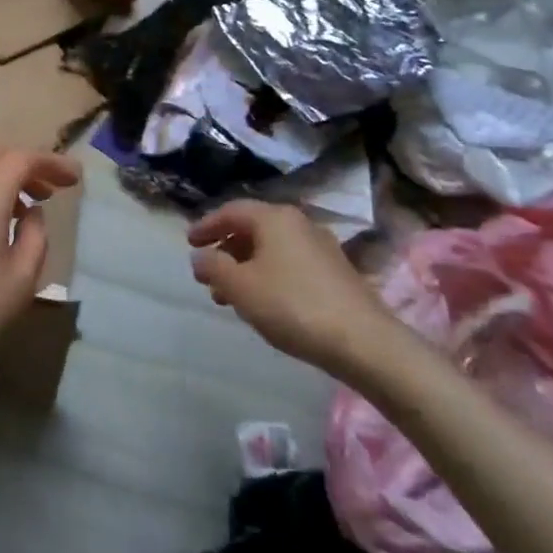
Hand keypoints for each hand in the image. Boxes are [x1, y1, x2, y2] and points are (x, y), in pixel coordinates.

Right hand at [187, 200, 402, 382]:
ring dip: (246, 266)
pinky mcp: (334, 271)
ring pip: (271, 249)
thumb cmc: (292, 305)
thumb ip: (213, 267)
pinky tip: (263, 302)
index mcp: (274, 218)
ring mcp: (320, 246)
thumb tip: (200, 256)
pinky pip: (289, 263)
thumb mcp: (241, 287)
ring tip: (229, 296)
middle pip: (252, 228)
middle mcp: (298, 223)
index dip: (206, 225)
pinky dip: (268, 275)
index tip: (189, 242)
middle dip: (226, 250)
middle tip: (208, 273)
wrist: (364, 341)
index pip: (231, 211)